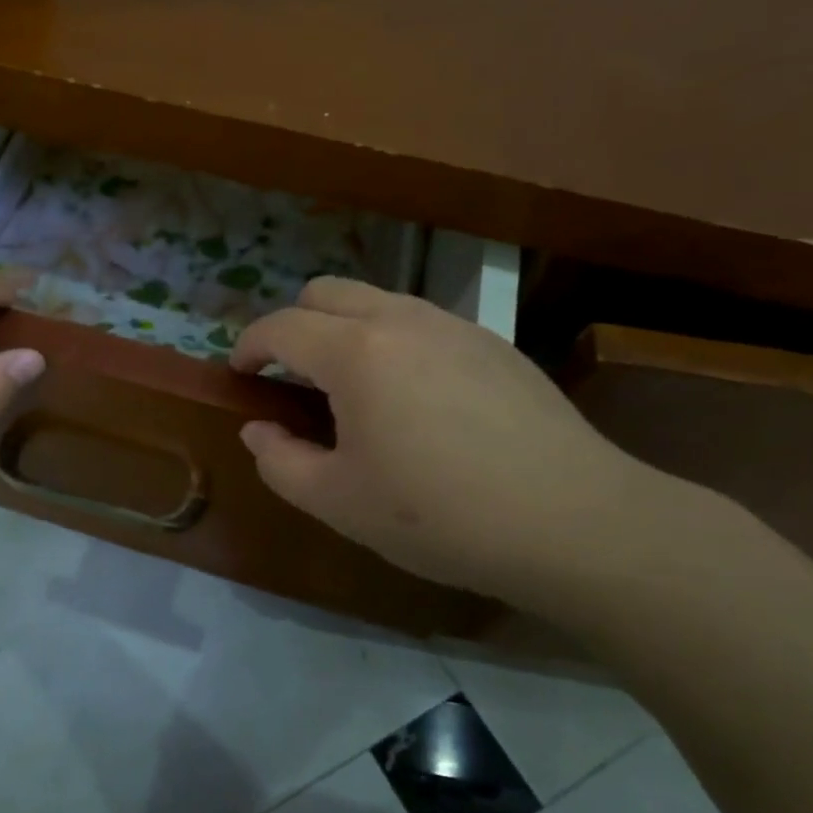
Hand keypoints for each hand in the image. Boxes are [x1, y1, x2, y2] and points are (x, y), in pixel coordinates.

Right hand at [230, 278, 687, 612]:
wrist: (573, 521)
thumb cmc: (439, 515)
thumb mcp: (338, 502)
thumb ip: (279, 461)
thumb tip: (257, 429)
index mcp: (355, 352)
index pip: (280, 327)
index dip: (248, 346)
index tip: (239, 373)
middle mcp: (401, 320)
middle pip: (325, 291)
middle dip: (293, 324)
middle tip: (290, 376)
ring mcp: (453, 325)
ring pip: (376, 301)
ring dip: (343, 329)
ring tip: (350, 387)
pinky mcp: (493, 343)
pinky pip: (420, 322)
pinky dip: (391, 340)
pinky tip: (411, 397)